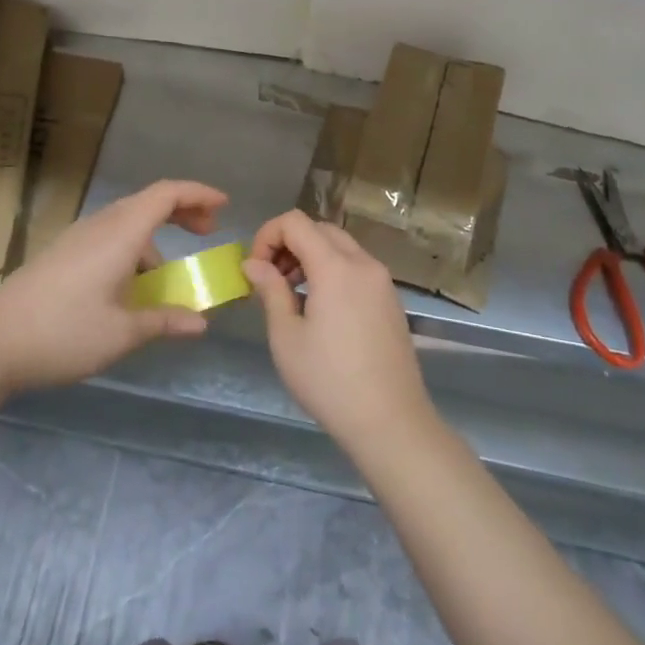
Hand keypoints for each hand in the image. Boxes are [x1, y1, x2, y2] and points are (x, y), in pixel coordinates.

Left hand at [0, 180, 224, 392]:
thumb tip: (201, 323)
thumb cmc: (62, 332)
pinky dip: (133, 248)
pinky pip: (109, 236)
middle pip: (149, 202)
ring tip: (167, 276)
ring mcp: (78, 237)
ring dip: (156, 235)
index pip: (166, 194)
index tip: (224, 206)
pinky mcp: (63, 253)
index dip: (198, 193)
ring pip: (127, 221)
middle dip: (183, 212)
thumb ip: (164, 321)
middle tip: (207, 232)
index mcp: (120, 233)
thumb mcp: (122, 333)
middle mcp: (100, 225)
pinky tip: (129, 287)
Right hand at [243, 211, 434, 449]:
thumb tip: (253, 263)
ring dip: (311, 255)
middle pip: (319, 229)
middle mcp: (363, 263)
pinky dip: (333, 270)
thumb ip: (270, 290)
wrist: (391, 422)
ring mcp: (382, 280)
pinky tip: (321, 308)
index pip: (295, 222)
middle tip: (271, 279)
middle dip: (289, 243)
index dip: (267, 235)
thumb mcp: (287, 337)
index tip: (255, 268)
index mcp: (336, 266)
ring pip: (340, 246)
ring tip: (292, 294)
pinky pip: (356, 266)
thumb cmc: (329, 381)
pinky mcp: (391, 299)